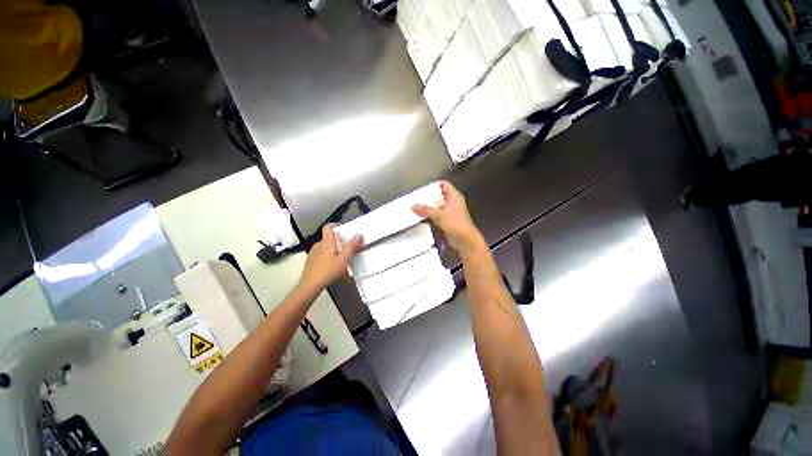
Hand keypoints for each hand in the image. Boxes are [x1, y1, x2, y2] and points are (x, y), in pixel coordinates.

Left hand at [300, 224, 362, 290]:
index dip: (336, 225)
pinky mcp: (310, 261)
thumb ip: (352, 247)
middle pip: (328, 237)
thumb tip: (359, 234)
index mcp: (326, 242)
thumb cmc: (328, 270)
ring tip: (341, 258)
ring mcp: (313, 253)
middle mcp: (318, 244)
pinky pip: (320, 254)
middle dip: (338, 240)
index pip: (328, 227)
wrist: (310, 285)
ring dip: (332, 249)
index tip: (344, 229)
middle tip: (347, 247)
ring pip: (324, 247)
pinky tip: (331, 266)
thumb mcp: (344, 259)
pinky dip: (327, 256)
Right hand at [413, 181, 484, 255]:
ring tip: (417, 207)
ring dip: (430, 208)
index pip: (444, 185)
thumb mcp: (439, 215)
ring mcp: (451, 212)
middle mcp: (453, 202)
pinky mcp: (449, 221)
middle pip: (440, 196)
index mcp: (454, 196)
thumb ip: (426, 210)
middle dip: (429, 197)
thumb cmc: (455, 223)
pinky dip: (431, 216)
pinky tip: (422, 218)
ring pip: (438, 207)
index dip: (434, 185)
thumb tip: (413, 206)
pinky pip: (438, 216)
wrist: (465, 240)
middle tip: (418, 198)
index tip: (423, 188)